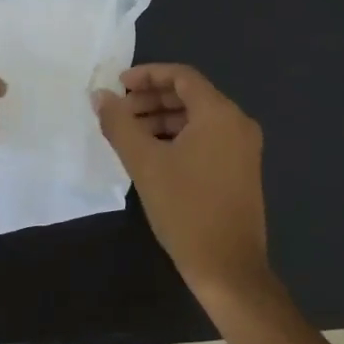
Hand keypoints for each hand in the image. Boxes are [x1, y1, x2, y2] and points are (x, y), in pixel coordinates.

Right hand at [93, 64, 271, 300]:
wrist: (228, 268)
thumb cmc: (186, 209)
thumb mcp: (145, 163)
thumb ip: (119, 124)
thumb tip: (99, 95)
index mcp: (219, 114)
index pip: (182, 76)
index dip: (147, 75)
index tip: (118, 86)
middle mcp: (237, 123)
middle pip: (191, 96)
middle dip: (152, 99)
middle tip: (119, 112)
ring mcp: (243, 148)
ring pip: (198, 119)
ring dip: (163, 120)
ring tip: (130, 134)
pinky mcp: (241, 170)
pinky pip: (208, 138)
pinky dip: (179, 138)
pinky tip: (153, 155)